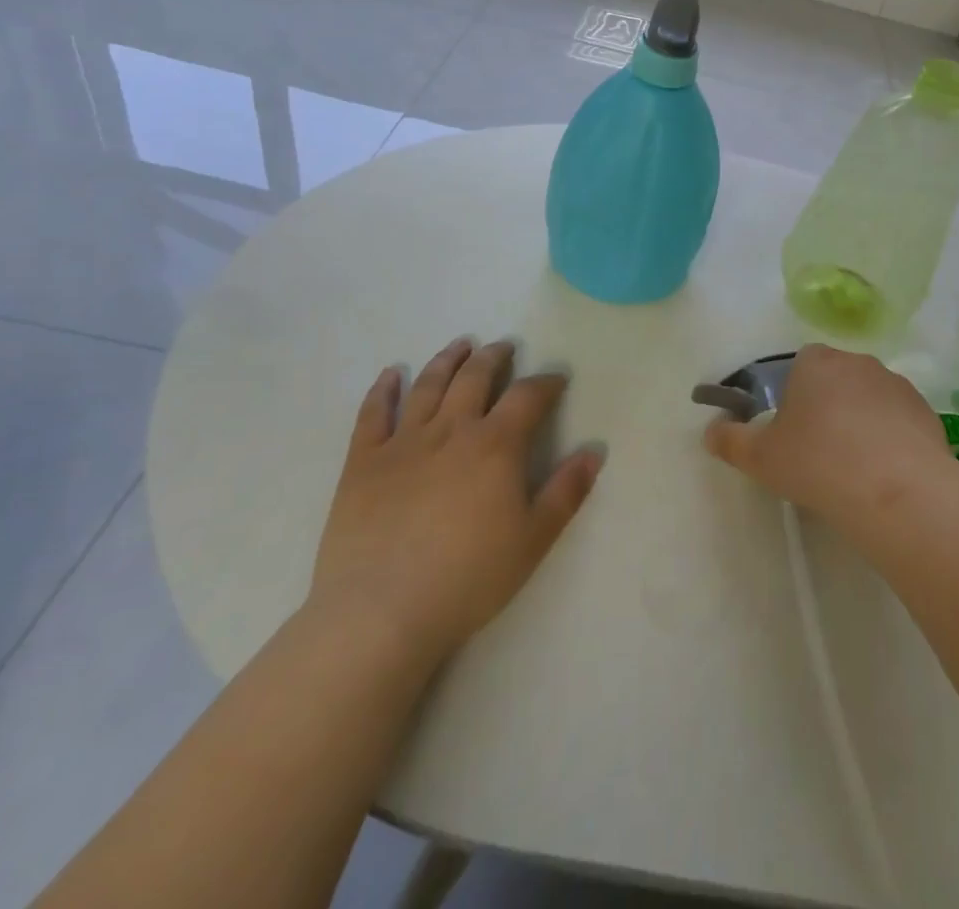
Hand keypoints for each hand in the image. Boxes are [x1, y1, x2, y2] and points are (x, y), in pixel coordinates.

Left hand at [309, 339, 603, 662]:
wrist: (380, 612)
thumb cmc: (468, 578)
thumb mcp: (534, 539)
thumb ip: (567, 491)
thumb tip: (594, 451)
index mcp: (496, 445)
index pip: (528, 397)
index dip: (546, 383)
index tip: (557, 379)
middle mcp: (451, 429)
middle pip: (476, 378)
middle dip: (494, 358)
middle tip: (504, 347)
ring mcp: (403, 442)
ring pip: (428, 385)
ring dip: (447, 360)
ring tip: (461, 345)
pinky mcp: (363, 462)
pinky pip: (373, 414)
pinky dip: (383, 390)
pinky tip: (390, 375)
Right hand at [702, 344, 954, 537]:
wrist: (896, 491)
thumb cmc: (818, 463)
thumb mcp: (760, 458)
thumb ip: (730, 440)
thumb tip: (710, 430)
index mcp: (815, 363)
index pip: (800, 364)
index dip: (793, 394)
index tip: (790, 429)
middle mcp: (858, 362)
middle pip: (836, 379)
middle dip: (827, 406)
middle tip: (818, 450)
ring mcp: (896, 385)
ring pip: (869, 398)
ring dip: (861, 421)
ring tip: (854, 467)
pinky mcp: (926, 412)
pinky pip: (899, 421)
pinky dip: (891, 439)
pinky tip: (885, 474)